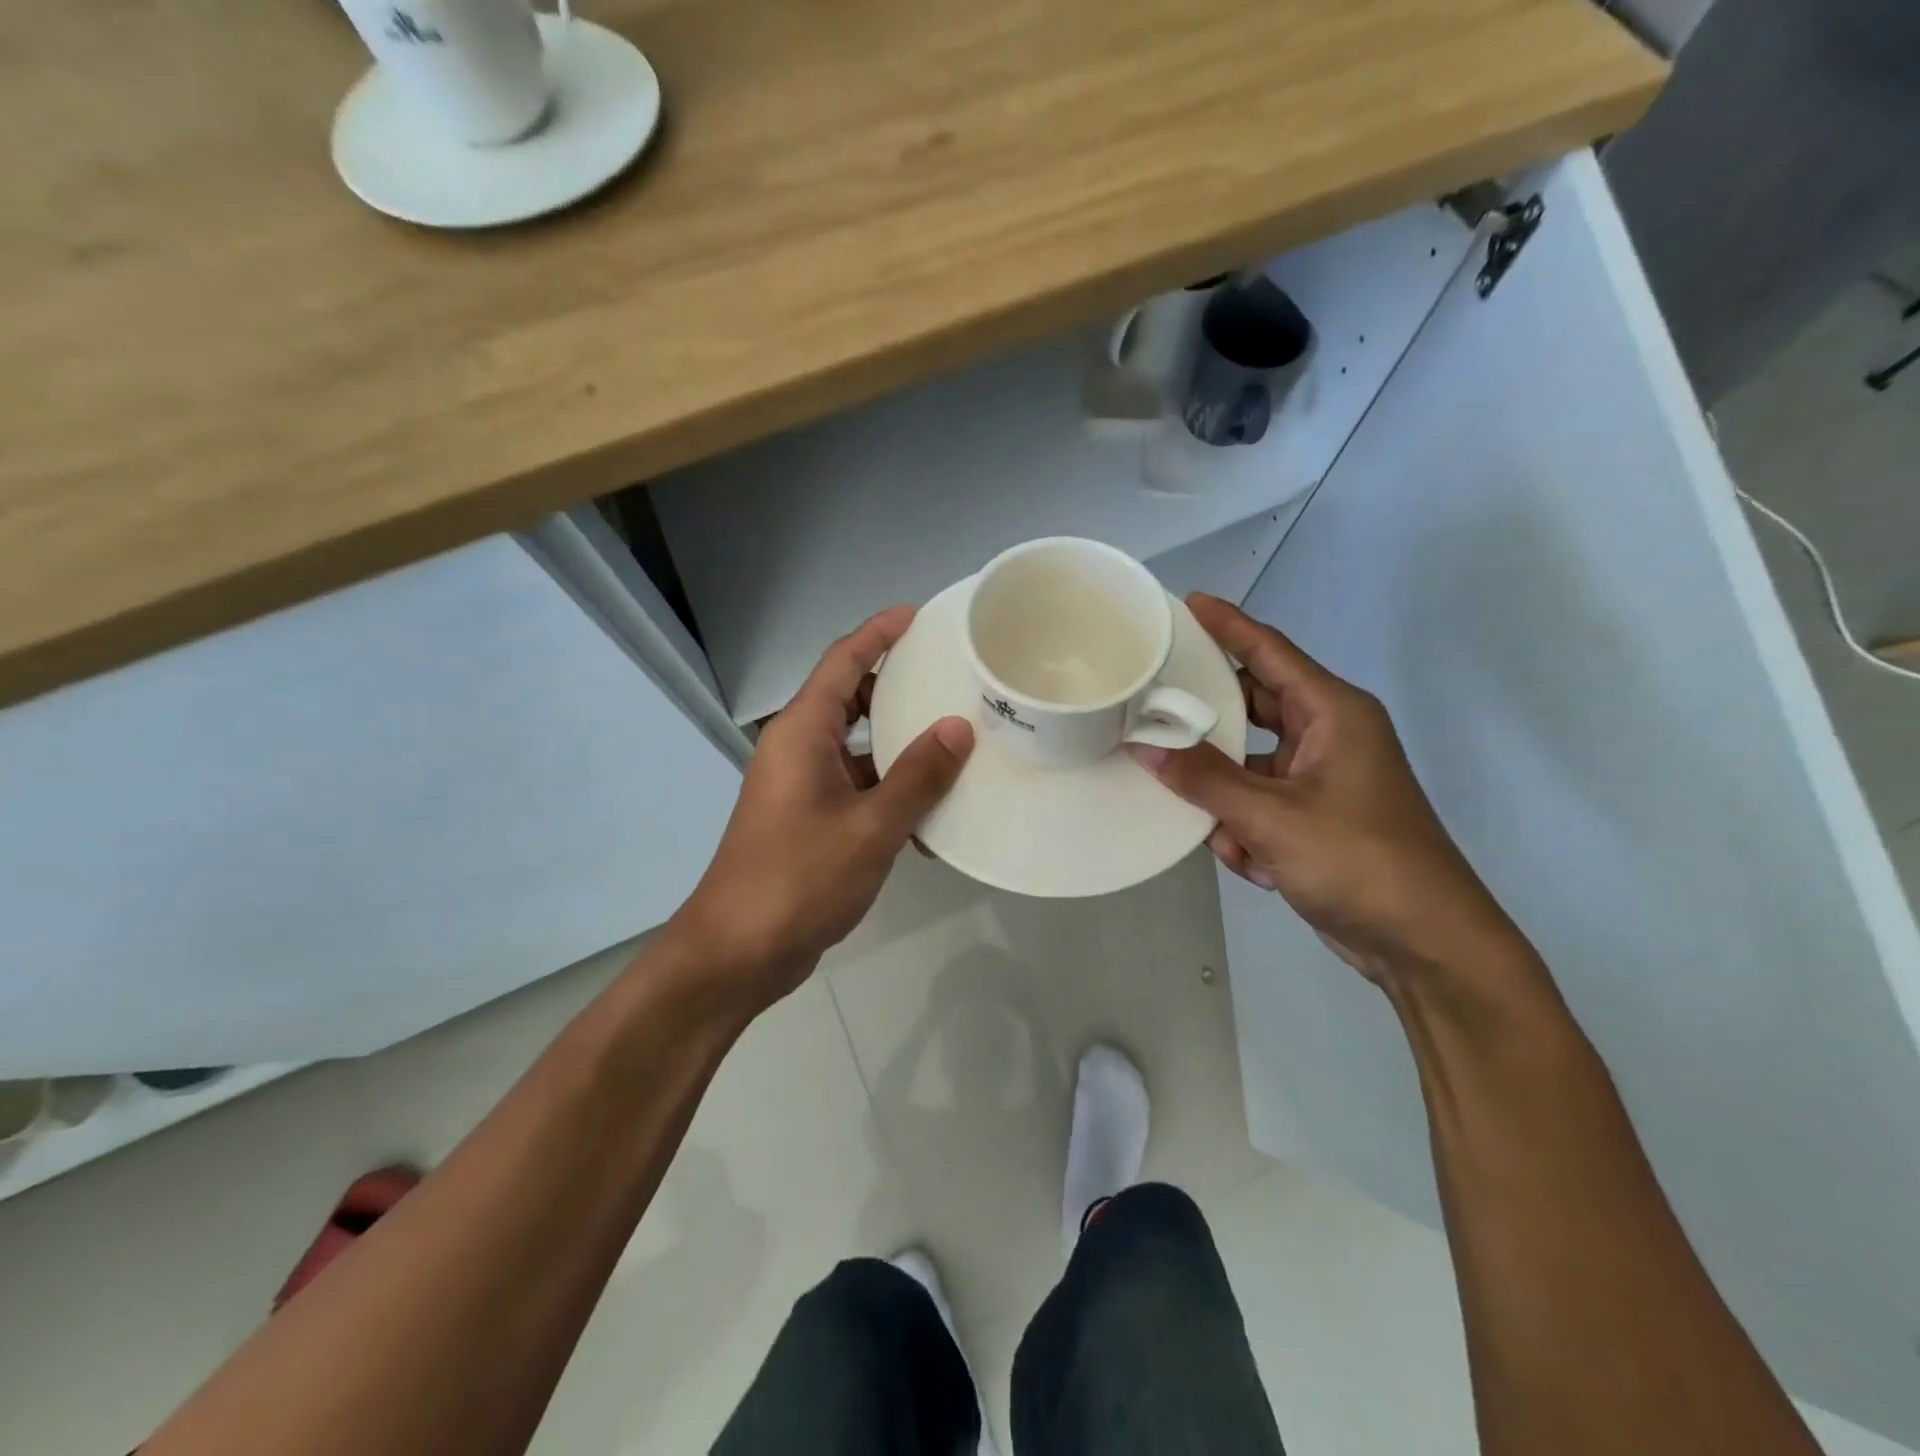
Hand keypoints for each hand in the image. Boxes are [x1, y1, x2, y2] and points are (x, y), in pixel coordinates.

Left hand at [669, 606, 973, 1008]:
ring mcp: (802, 787)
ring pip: (857, 746)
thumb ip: (918, 775)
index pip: (842, 661)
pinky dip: (890, 790)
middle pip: (849, 698)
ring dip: (899, 743)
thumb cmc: (799, 878)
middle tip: (949, 676)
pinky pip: (857, 787)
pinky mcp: (809, 821)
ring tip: (955, 738)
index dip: (878, 633)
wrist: (738, 952)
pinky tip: (932, 812)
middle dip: (895, 685)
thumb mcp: (871, 826)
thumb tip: (958, 727)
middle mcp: (798, 749)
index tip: (916, 615)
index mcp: (802, 732)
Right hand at [1131, 594, 1526, 988]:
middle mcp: (1328, 737)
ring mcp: (1321, 780)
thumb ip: (1204, 780)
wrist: (1424, 944)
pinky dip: (1246, 831)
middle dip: (1209, 719)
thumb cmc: (1359, 861)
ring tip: (1207, 819)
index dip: (1228, 625)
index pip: (1270, 652)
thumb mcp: (1272, 818)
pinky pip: (1258, 806)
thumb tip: (1144, 746)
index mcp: (1333, 714)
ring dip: (1225, 795)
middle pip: (1252, 707)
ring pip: (1248, 765)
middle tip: (1152, 705)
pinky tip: (1252, 862)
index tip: (1186, 602)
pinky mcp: (1314, 820)